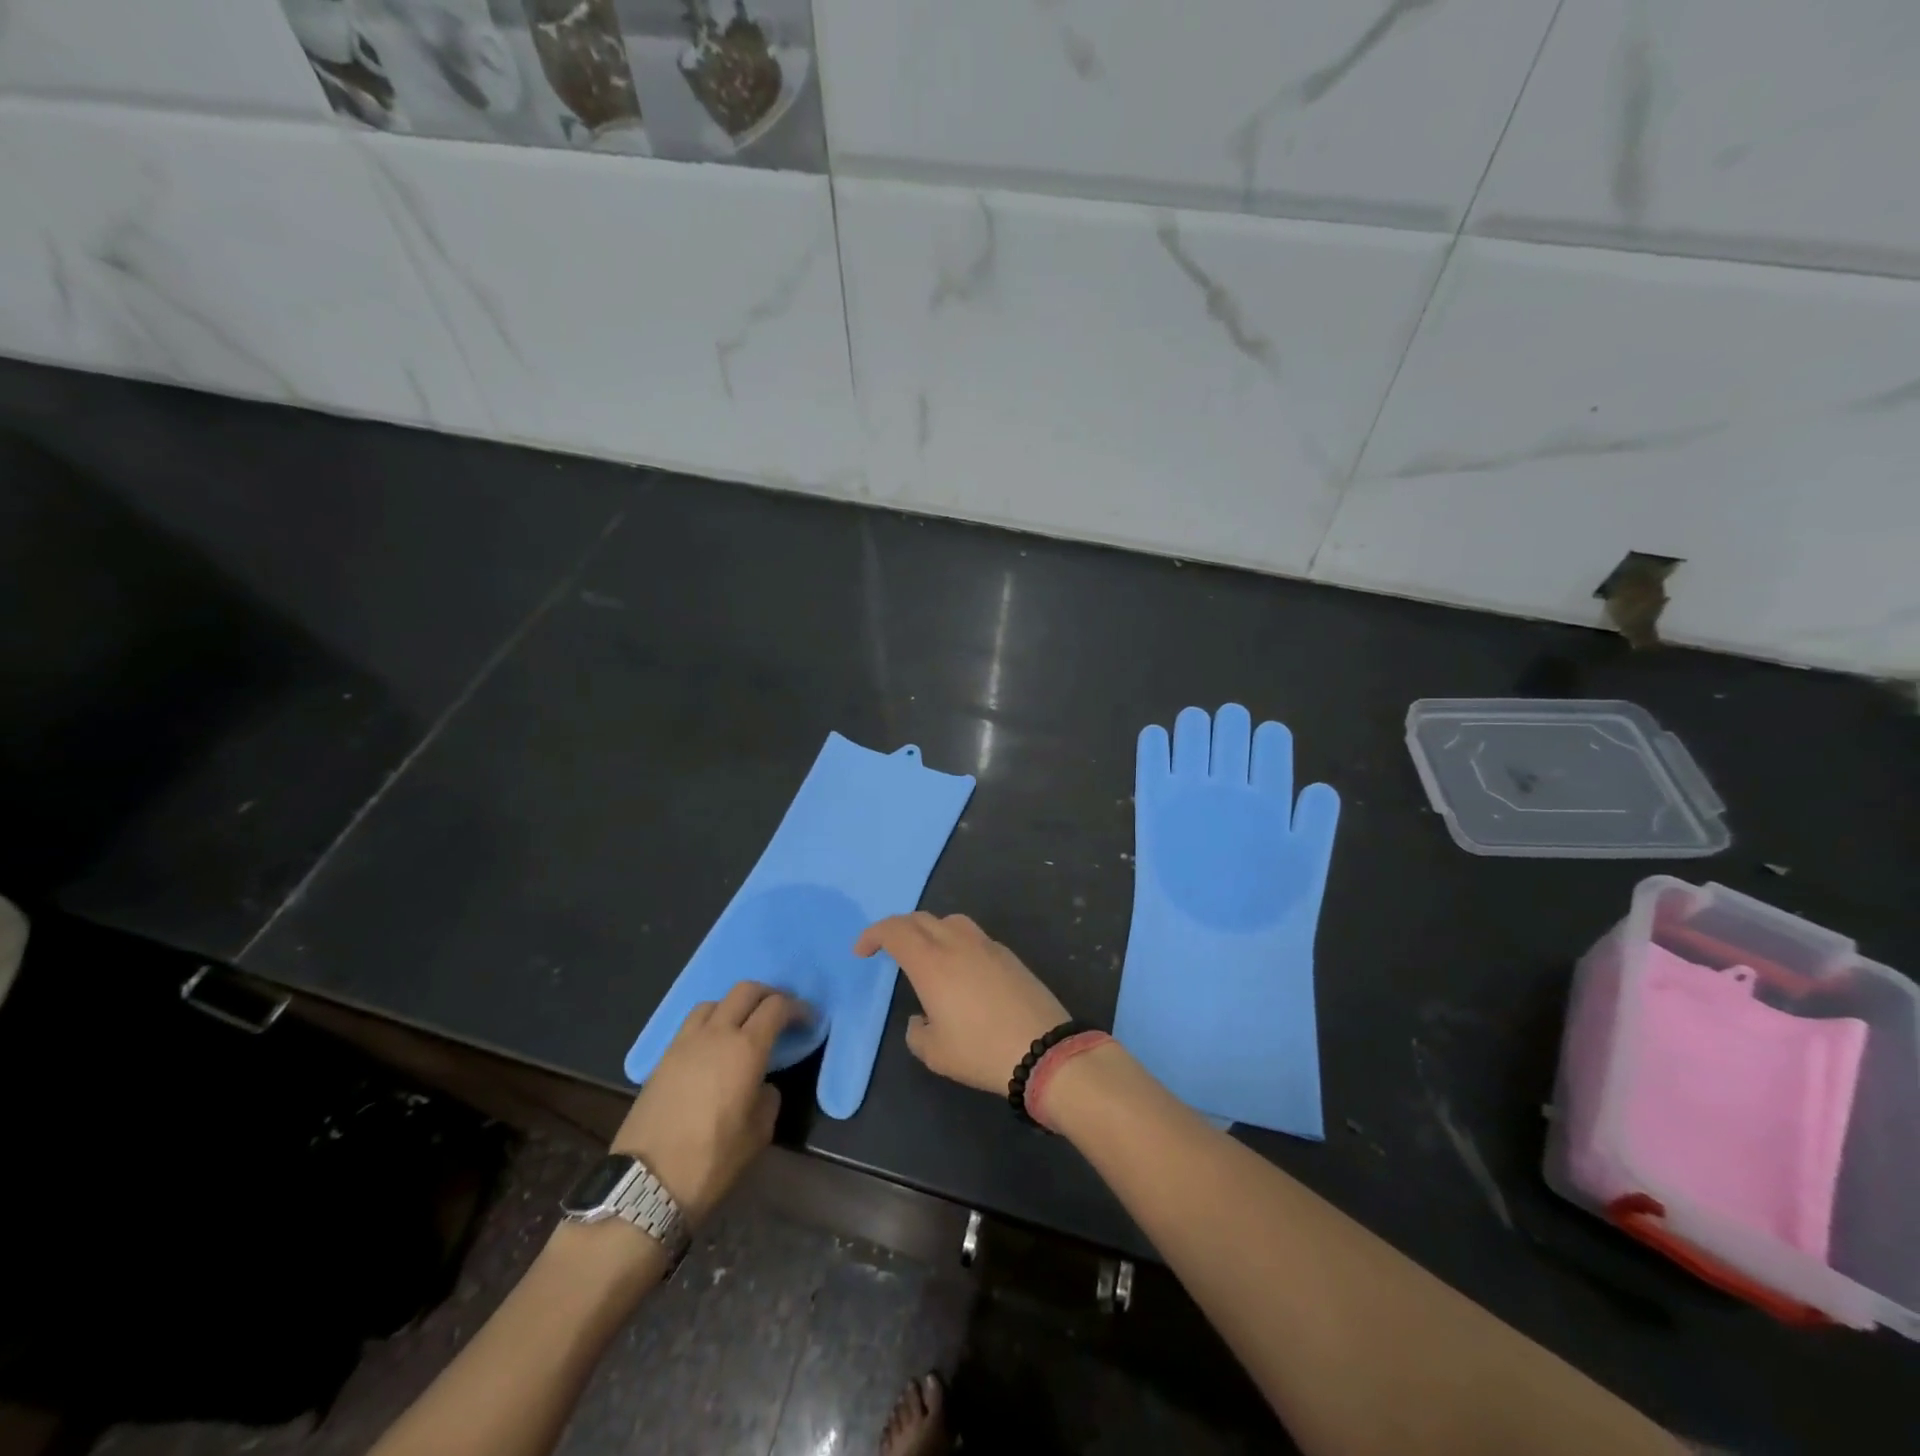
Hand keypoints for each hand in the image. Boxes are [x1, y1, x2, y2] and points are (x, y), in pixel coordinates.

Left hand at [610, 981, 800, 1226]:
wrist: (645, 1184)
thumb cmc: (712, 1161)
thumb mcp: (758, 1134)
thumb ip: (768, 1098)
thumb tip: (762, 1085)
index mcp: (746, 1049)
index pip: (777, 1007)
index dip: (797, 1008)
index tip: (808, 1021)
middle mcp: (716, 1034)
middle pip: (745, 991)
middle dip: (768, 995)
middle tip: (780, 1013)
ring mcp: (685, 1043)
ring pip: (714, 1002)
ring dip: (734, 1005)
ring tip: (743, 1026)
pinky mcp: (663, 1058)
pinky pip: (692, 1024)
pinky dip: (710, 1022)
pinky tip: (714, 1047)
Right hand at [855, 912, 1067, 1093]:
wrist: (1044, 1049)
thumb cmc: (981, 1051)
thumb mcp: (935, 1053)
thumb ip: (917, 1032)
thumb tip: (920, 1018)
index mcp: (931, 962)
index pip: (894, 930)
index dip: (873, 934)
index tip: (862, 952)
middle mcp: (957, 943)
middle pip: (920, 919)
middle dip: (898, 929)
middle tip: (888, 950)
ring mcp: (986, 945)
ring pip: (950, 921)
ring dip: (929, 930)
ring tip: (926, 955)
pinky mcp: (1008, 955)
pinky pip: (973, 936)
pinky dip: (956, 943)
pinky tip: (961, 971)